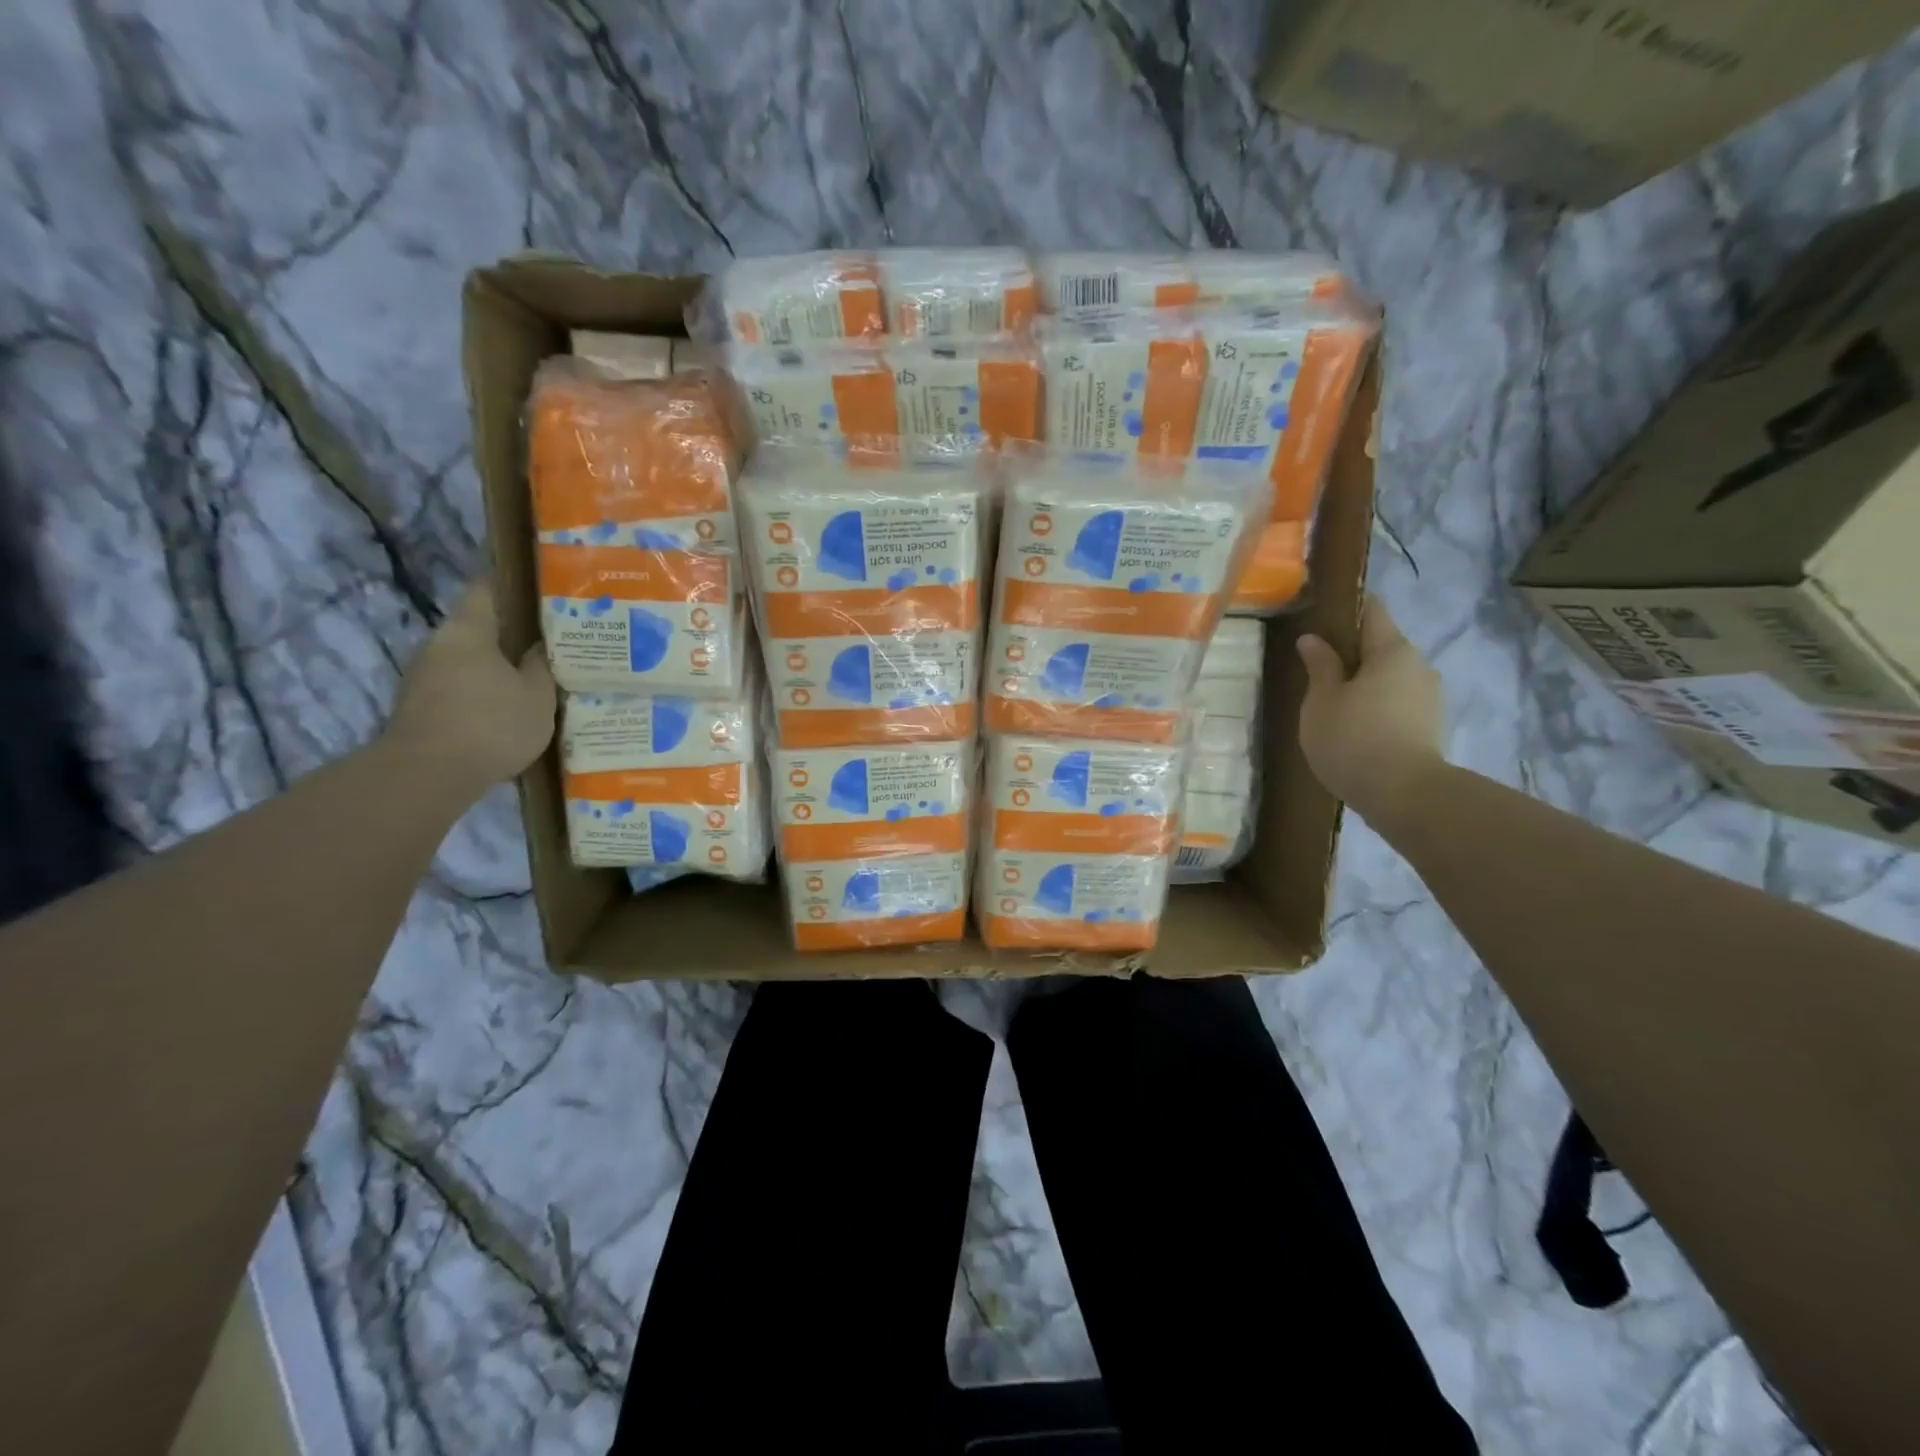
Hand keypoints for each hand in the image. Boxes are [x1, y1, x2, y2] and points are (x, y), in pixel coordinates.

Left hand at [384, 580, 555, 794]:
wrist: (428, 775)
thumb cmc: (491, 724)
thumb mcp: (537, 696)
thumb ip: (541, 667)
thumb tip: (538, 647)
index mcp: (469, 631)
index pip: (486, 590)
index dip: (509, 585)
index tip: (535, 588)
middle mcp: (439, 645)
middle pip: (476, 629)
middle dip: (508, 634)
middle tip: (545, 641)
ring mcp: (423, 677)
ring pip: (467, 660)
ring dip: (494, 667)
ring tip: (531, 677)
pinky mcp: (420, 708)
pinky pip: (458, 688)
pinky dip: (481, 692)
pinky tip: (505, 709)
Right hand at [1296, 595, 1444, 828]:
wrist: (1406, 797)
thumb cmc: (1354, 739)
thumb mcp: (1321, 701)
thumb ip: (1319, 666)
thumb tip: (1313, 640)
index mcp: (1392, 650)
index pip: (1372, 610)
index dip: (1347, 611)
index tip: (1321, 621)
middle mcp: (1419, 665)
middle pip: (1383, 646)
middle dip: (1353, 655)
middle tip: (1318, 674)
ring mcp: (1430, 697)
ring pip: (1391, 678)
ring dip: (1365, 685)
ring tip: (1334, 707)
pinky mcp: (1431, 726)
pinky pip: (1399, 704)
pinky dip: (1378, 708)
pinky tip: (1356, 730)